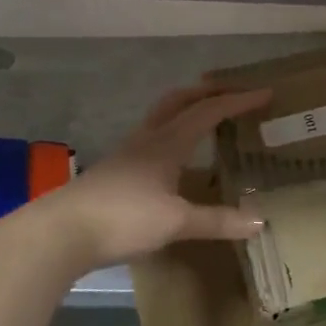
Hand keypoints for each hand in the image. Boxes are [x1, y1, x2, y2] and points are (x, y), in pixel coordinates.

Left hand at [23, 81, 272, 269]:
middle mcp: (148, 139)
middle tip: (233, 92)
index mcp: (168, 142)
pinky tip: (175, 157)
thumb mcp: (176, 222)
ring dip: (187, 108)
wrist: (59, 233)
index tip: (265, 93)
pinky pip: (151, 138)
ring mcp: (127, 153)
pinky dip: (171, 133)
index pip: (210, 111)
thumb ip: (217, 221)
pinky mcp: (114, 170)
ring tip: (206, 118)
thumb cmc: (123, 218)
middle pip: (179, 100)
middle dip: (208, 91)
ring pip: (162, 116)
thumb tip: (259, 222)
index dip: (239, 101)